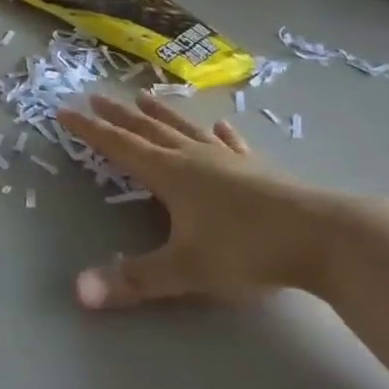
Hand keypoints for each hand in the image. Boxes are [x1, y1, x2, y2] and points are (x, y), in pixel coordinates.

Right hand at [57, 94, 370, 310]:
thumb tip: (78, 292)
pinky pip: (231, 145)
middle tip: (96, 96)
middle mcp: (193, 157)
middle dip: (119, 115)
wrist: (323, 237)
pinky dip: (221, 134)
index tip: (65, 110)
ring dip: (163, 114)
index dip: (90, 130)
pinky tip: (221, 126)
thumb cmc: (246, 250)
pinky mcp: (258, 169)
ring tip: (145, 96)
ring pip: (186, 129)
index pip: (119, 146)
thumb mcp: (185, 270)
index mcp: (169, 173)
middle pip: (148, 130)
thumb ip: (133, 281)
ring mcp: (228, 160)